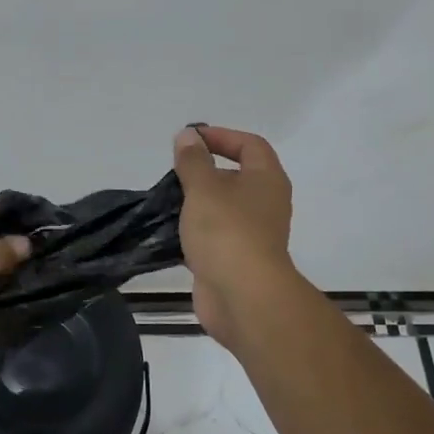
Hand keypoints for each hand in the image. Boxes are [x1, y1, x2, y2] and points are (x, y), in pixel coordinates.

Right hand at [173, 125, 298, 349]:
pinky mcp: (236, 260)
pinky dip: (194, 230)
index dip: (221, 136)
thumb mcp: (204, 188)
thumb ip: (193, 161)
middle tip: (173, 171)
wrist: (243, 297)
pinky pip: (214, 235)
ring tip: (166, 200)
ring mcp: (252, 234)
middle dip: (205, 170)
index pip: (250, 145)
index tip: (190, 140)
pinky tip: (169, 231)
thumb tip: (188, 136)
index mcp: (266, 180)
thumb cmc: (226, 232)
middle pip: (236, 176)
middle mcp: (265, 203)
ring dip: (197, 202)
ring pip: (223, 208)